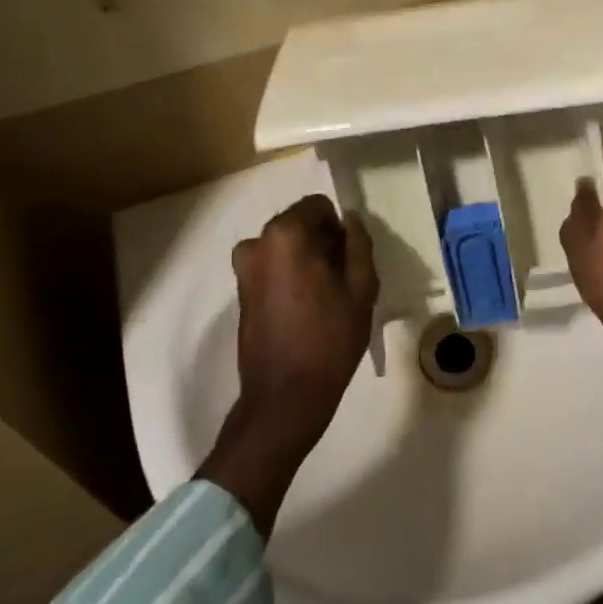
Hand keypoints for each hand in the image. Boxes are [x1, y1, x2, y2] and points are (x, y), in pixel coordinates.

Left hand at [231, 194, 378, 446]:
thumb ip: (359, 243)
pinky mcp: (240, 293)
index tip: (349, 259)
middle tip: (341, 279)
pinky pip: (272, 267)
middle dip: (322, 242)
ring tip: (324, 297)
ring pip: (286, 247)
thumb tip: (349, 219)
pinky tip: (305, 309)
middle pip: (299, 224)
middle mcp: (257, 243)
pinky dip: (289, 276)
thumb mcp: (361, 287)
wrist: (285, 398)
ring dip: (305, 259)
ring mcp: (244, 269)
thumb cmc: (329, 338)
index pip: (318, 206)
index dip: (339, 228)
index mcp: (286, 235)